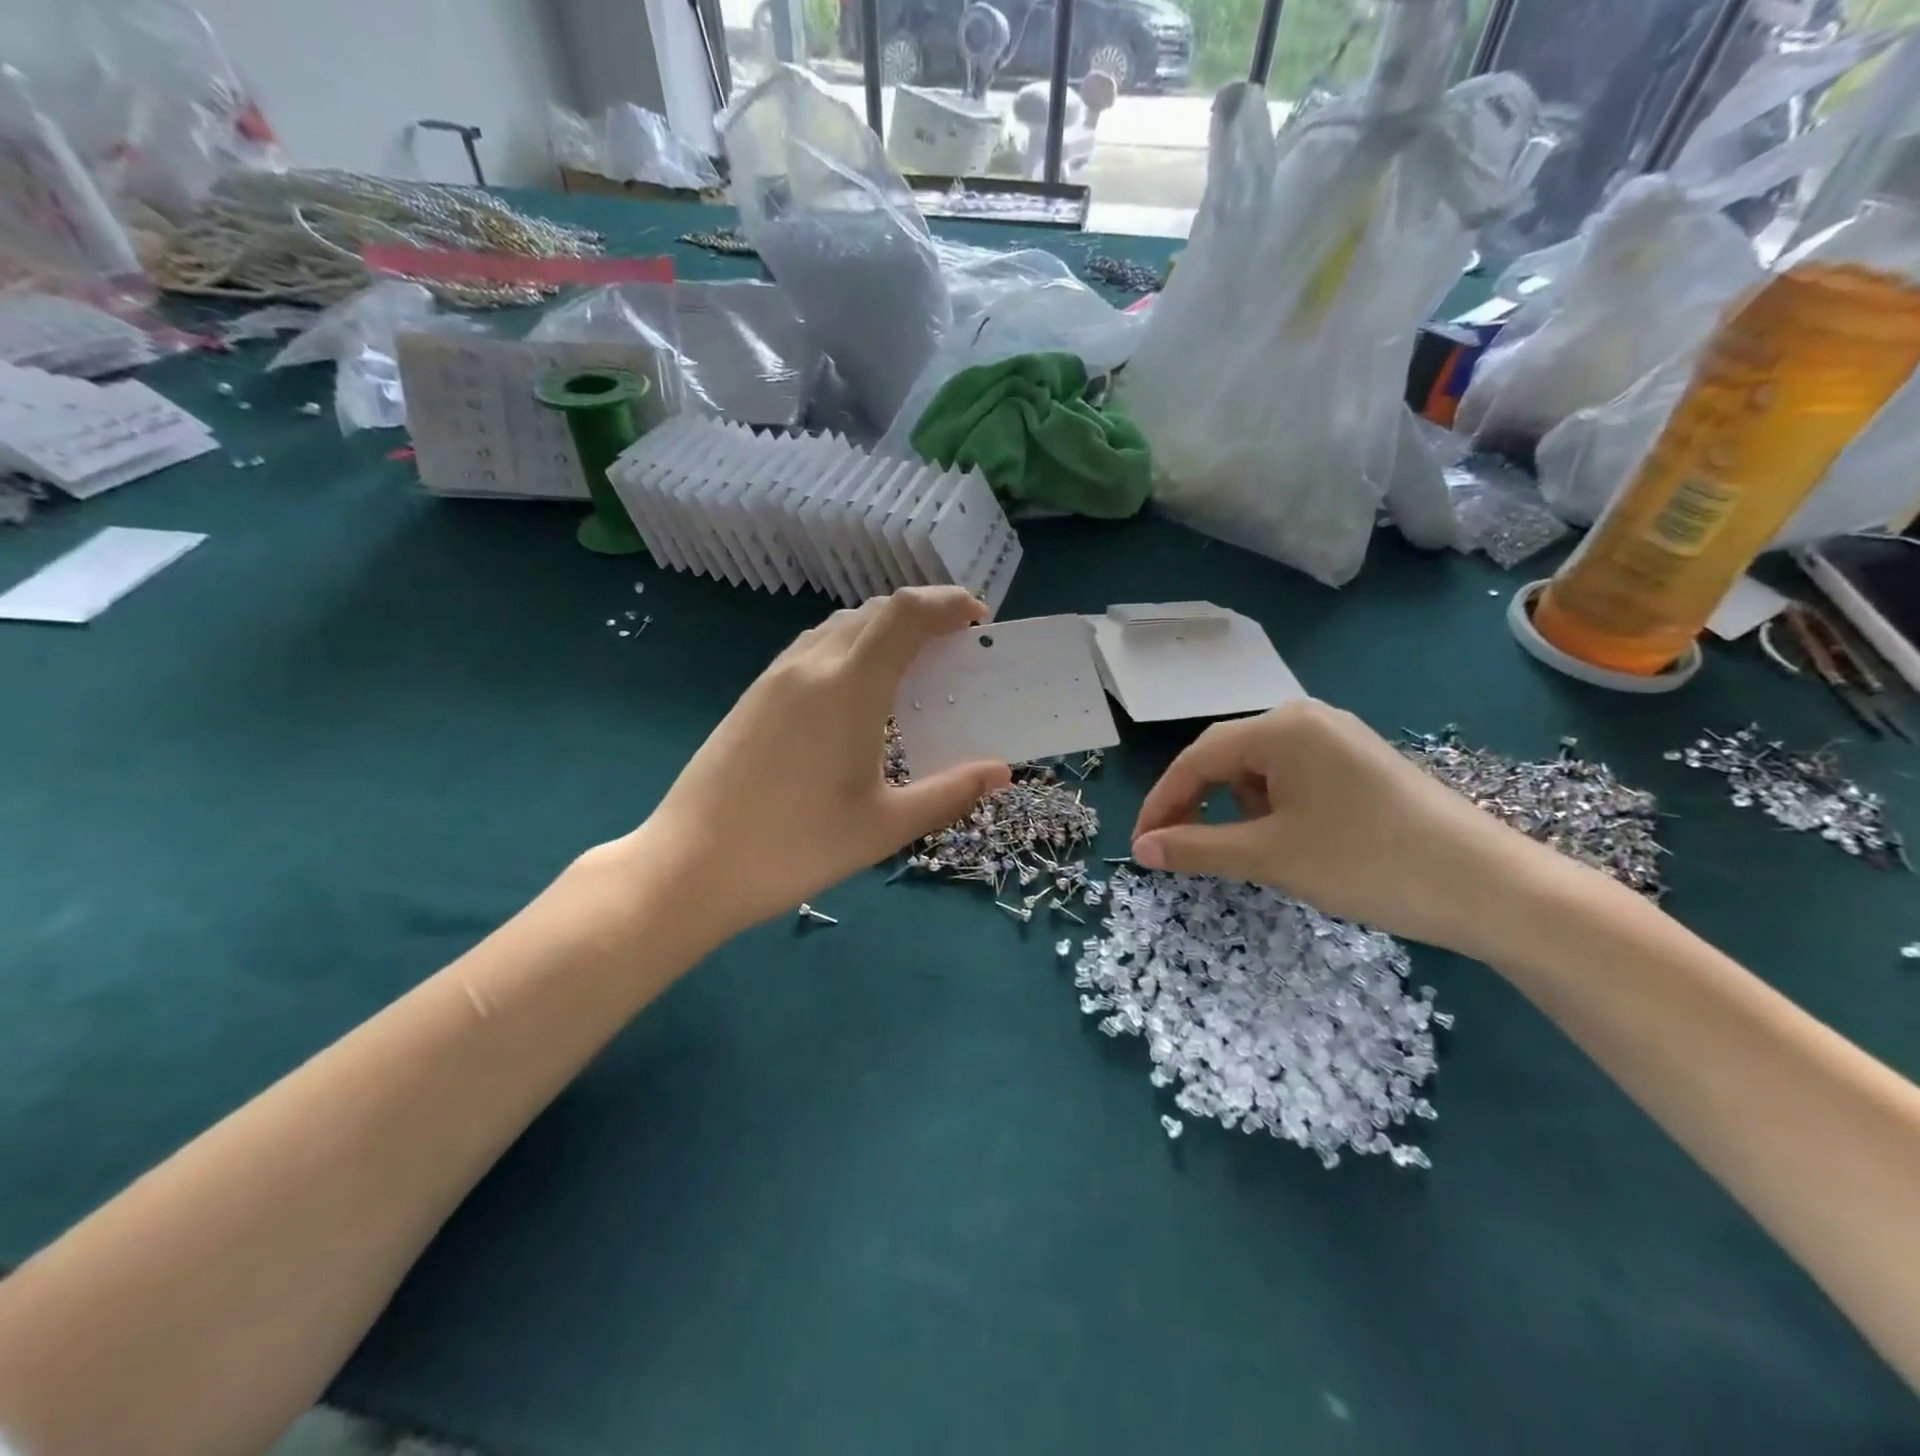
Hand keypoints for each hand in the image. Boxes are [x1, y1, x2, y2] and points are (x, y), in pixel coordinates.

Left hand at [635, 588, 1011, 941]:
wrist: (690, 866)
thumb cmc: (796, 848)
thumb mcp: (885, 826)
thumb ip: (949, 793)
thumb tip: (1001, 771)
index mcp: (849, 687)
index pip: (906, 614)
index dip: (947, 603)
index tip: (979, 619)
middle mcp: (811, 665)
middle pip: (875, 610)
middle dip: (923, 614)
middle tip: (955, 646)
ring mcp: (776, 677)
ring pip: (840, 625)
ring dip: (884, 628)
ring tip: (913, 664)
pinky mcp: (754, 695)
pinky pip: (813, 647)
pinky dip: (850, 647)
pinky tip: (857, 691)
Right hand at [1130, 700, 1552, 958]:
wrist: (1492, 888)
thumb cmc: (1367, 862)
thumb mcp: (1270, 856)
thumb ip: (1196, 847)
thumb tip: (1141, 850)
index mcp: (1279, 727)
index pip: (1196, 759)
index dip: (1161, 803)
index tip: (1142, 848)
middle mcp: (1306, 718)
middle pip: (1225, 757)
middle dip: (1196, 804)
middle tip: (1177, 850)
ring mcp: (1338, 738)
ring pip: (1259, 769)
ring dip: (1237, 808)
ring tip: (1250, 851)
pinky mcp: (1361, 763)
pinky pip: (1294, 777)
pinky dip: (1274, 808)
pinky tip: (1292, 839)